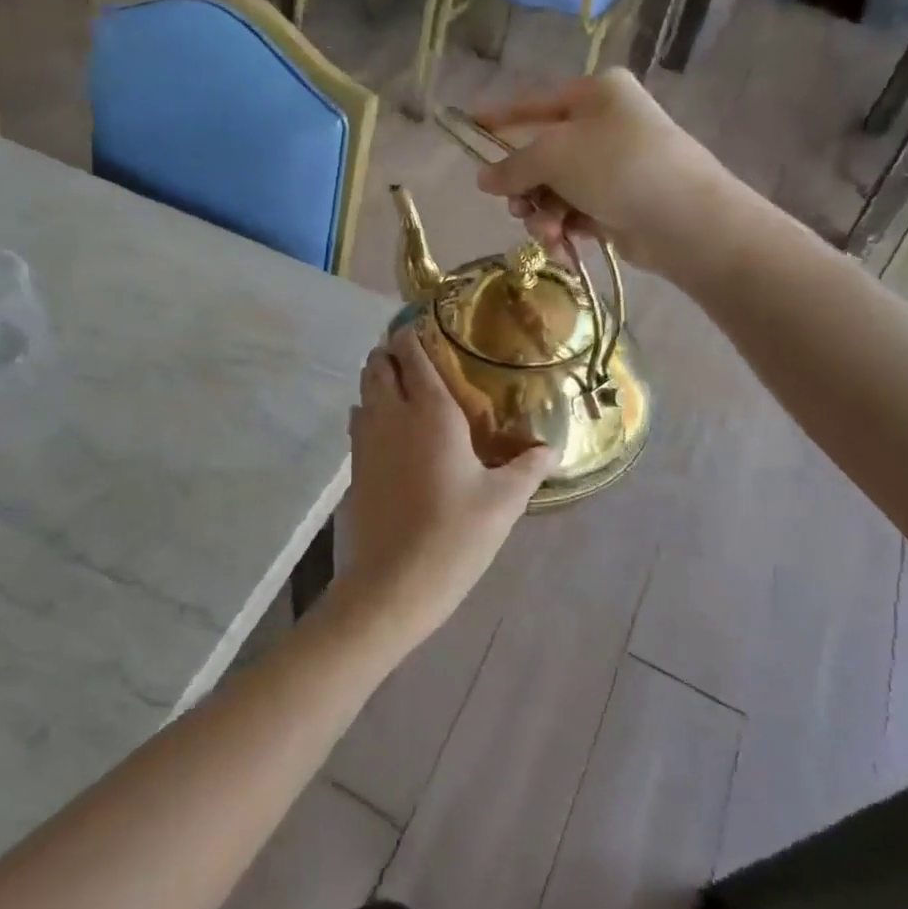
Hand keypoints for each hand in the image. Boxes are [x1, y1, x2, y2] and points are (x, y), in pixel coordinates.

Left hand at [337, 326, 553, 644]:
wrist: (393, 582)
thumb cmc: (454, 535)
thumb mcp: (503, 502)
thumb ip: (528, 468)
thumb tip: (552, 449)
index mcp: (431, 412)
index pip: (413, 356)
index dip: (412, 335)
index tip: (421, 326)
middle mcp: (393, 415)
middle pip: (378, 365)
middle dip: (390, 352)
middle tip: (412, 353)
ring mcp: (367, 440)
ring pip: (363, 390)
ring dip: (377, 378)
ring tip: (399, 382)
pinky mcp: (355, 466)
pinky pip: (358, 420)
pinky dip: (368, 409)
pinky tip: (387, 427)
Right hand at [472, 69, 742, 276]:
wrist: (685, 220)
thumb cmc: (618, 167)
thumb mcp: (554, 157)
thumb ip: (512, 166)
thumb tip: (483, 178)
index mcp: (595, 94)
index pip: (534, 103)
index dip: (498, 117)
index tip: (467, 125)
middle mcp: (605, 125)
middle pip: (542, 155)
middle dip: (525, 187)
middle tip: (517, 207)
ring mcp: (614, 165)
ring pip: (555, 189)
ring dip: (543, 214)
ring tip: (548, 233)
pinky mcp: (619, 203)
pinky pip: (574, 211)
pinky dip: (564, 228)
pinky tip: (563, 244)